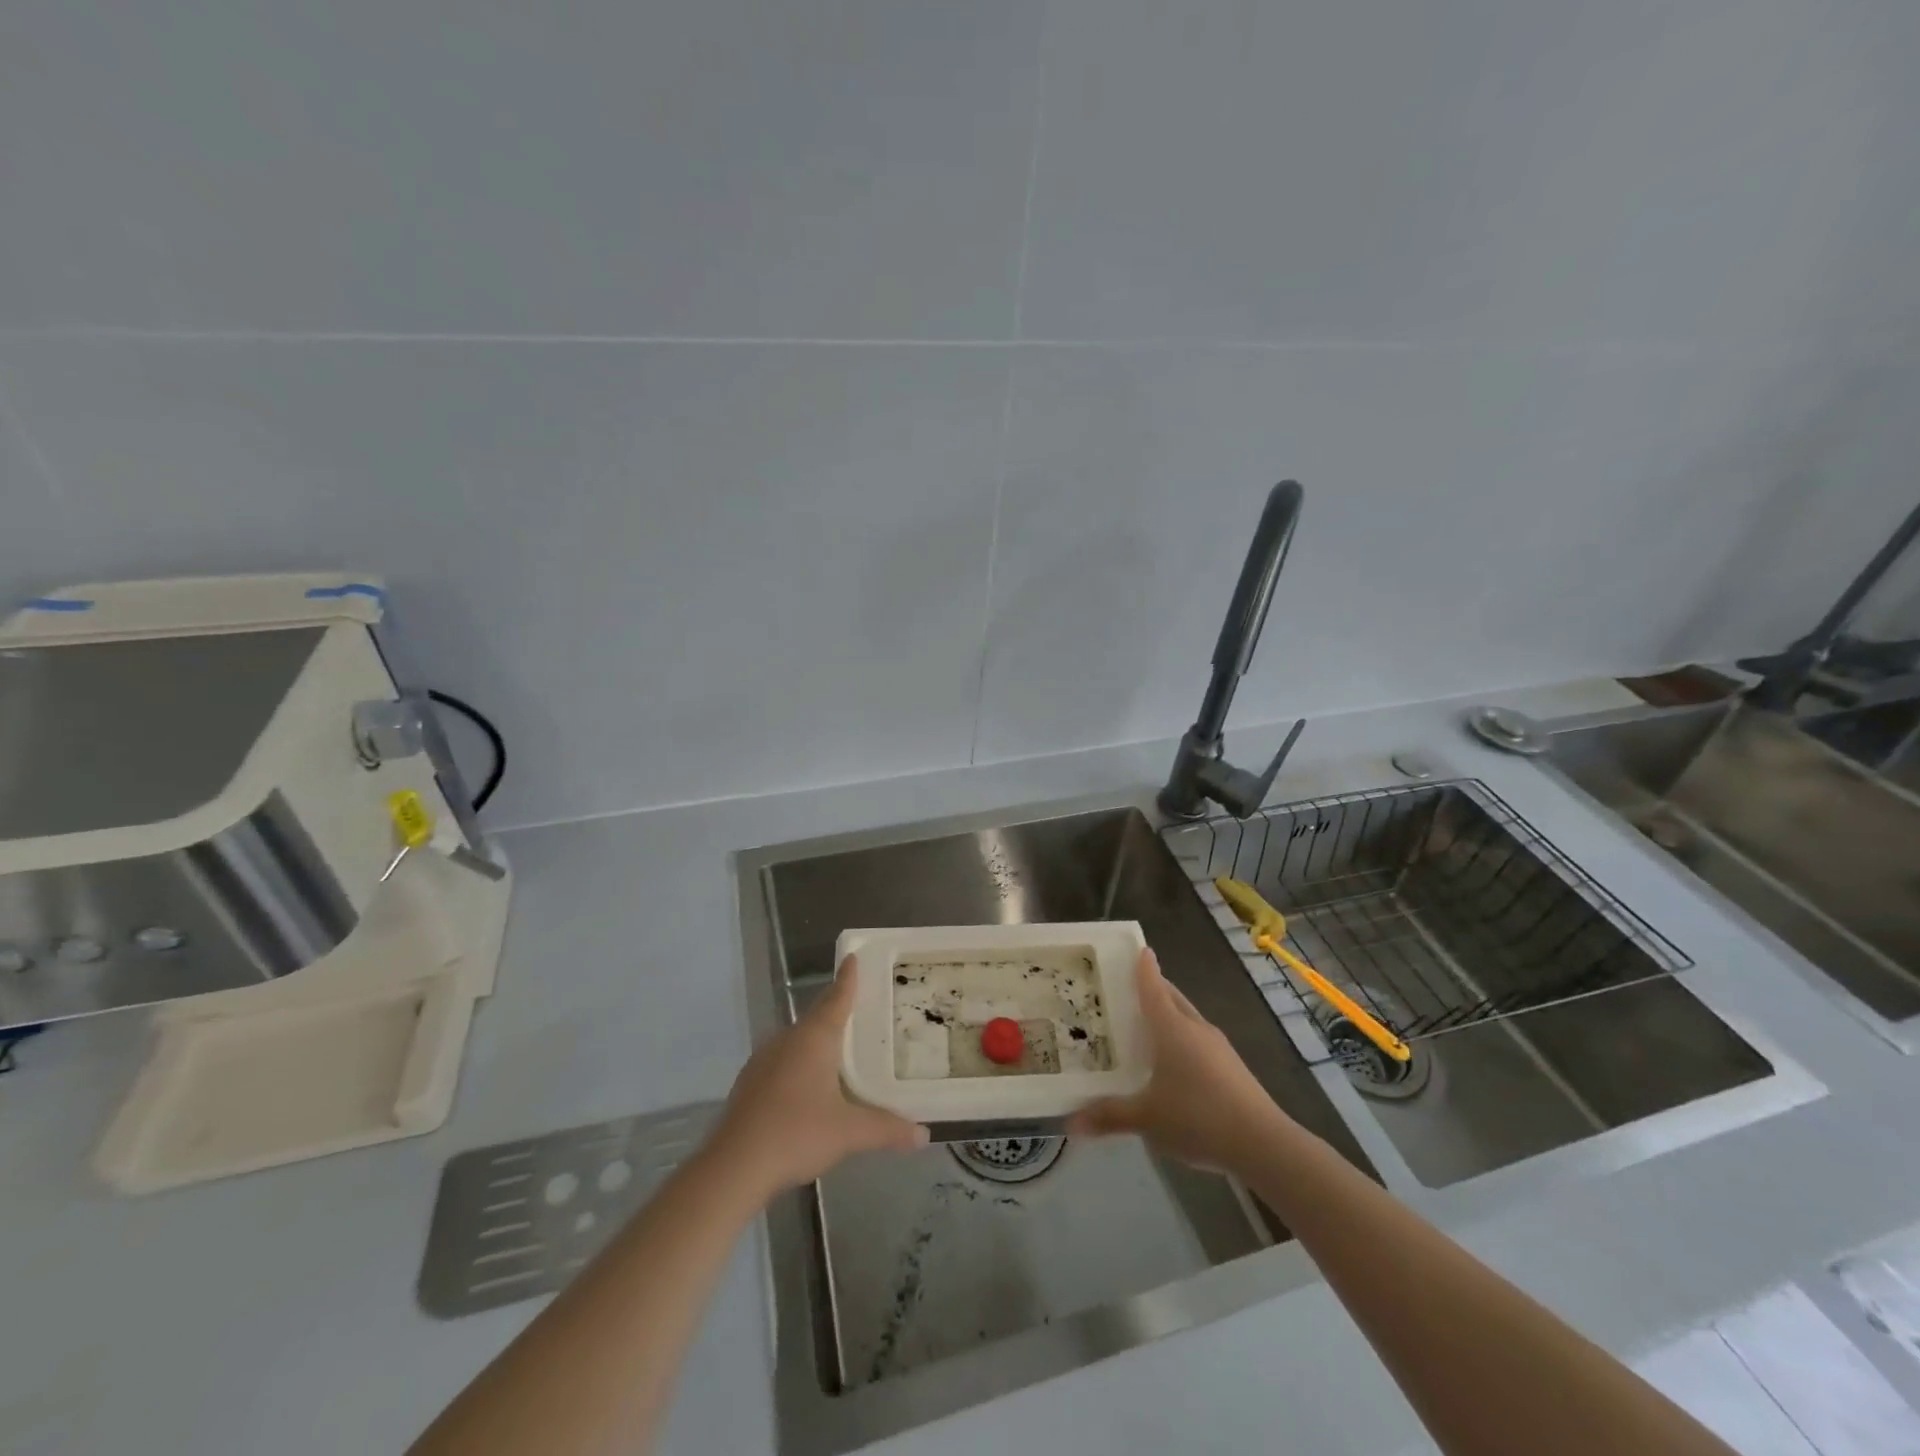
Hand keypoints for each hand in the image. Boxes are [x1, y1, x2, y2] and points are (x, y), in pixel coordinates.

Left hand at [711, 957, 927, 1197]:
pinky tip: (808, 1084)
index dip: (847, 978)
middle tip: (859, 1005)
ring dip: (817, 1037)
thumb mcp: (849, 1133)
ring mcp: (764, 1060)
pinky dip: (800, 1061)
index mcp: (814, 1038)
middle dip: (836, 1008)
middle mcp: (788, 1040)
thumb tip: (924, 1135)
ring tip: (839, 1046)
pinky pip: (783, 1059)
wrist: (734, 1166)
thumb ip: (887, 1129)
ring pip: (798, 1039)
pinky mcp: (750, 1083)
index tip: (852, 957)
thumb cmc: (796, 1134)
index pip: (837, 998)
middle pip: (817, 1015)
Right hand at [1069, 948, 1284, 1173]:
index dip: (1143, 968)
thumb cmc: (1197, 1117)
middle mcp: (1195, 1028)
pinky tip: (1175, 1063)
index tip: (1139, 949)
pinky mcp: (1232, 1068)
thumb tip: (1071, 1122)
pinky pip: (1200, 1041)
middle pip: (1172, 998)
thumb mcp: (1146, 1119)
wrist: (1263, 1143)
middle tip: (1130, 989)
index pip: (1153, 987)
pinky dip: (1183, 1039)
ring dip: (1170, 1015)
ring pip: (1188, 1019)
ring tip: (1147, 1025)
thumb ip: (1109, 1116)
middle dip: (1155, 989)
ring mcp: (1218, 1047)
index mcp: (1172, 1027)